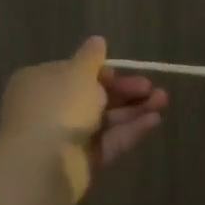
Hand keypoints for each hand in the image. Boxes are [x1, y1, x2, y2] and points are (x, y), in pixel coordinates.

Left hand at [0, 36, 168, 200]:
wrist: (43, 165)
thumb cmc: (58, 107)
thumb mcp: (78, 73)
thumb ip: (91, 57)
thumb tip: (97, 40)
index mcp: (40, 83)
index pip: (74, 73)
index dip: (101, 72)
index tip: (122, 72)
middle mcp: (50, 109)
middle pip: (94, 97)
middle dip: (125, 91)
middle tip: (152, 88)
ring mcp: (66, 138)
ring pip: (105, 120)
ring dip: (134, 109)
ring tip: (163, 102)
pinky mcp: (82, 162)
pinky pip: (108, 142)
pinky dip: (130, 130)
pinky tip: (155, 120)